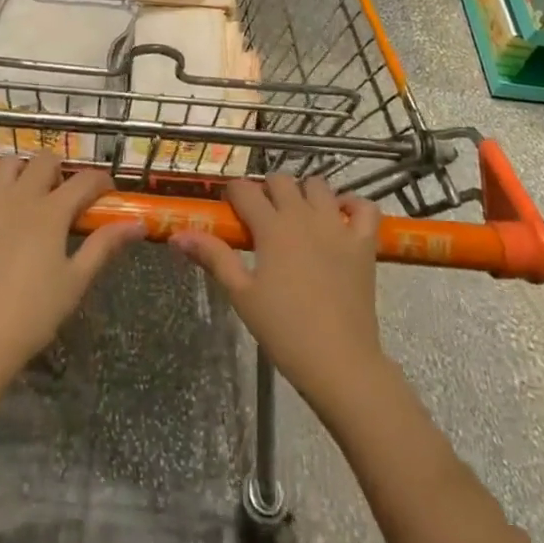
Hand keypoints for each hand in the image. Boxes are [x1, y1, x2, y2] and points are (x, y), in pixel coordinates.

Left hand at [0, 153, 144, 395]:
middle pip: (45, 161)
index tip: (106, 193)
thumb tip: (137, 224)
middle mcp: (19, 196)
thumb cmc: (31, 316)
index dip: (100, 182)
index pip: (85, 180)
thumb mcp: (75, 282)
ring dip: (22, 170)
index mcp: (52, 213)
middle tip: (62, 196)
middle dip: (60, 171)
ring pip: (7, 163)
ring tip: (25, 192)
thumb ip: (104, 246)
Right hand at [172, 175, 385, 411]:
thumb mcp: (241, 294)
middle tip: (262, 217)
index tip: (230, 210)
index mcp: (272, 226)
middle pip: (281, 180)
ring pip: (319, 185)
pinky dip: (354, 205)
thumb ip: (213, 257)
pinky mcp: (364, 243)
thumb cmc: (284, 330)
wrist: (339, 362)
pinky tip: (341, 218)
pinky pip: (365, 207)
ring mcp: (338, 226)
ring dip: (305, 192)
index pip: (245, 189)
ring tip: (298, 216)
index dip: (233, 194)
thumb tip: (177, 235)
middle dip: (267, 189)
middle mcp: (304, 215)